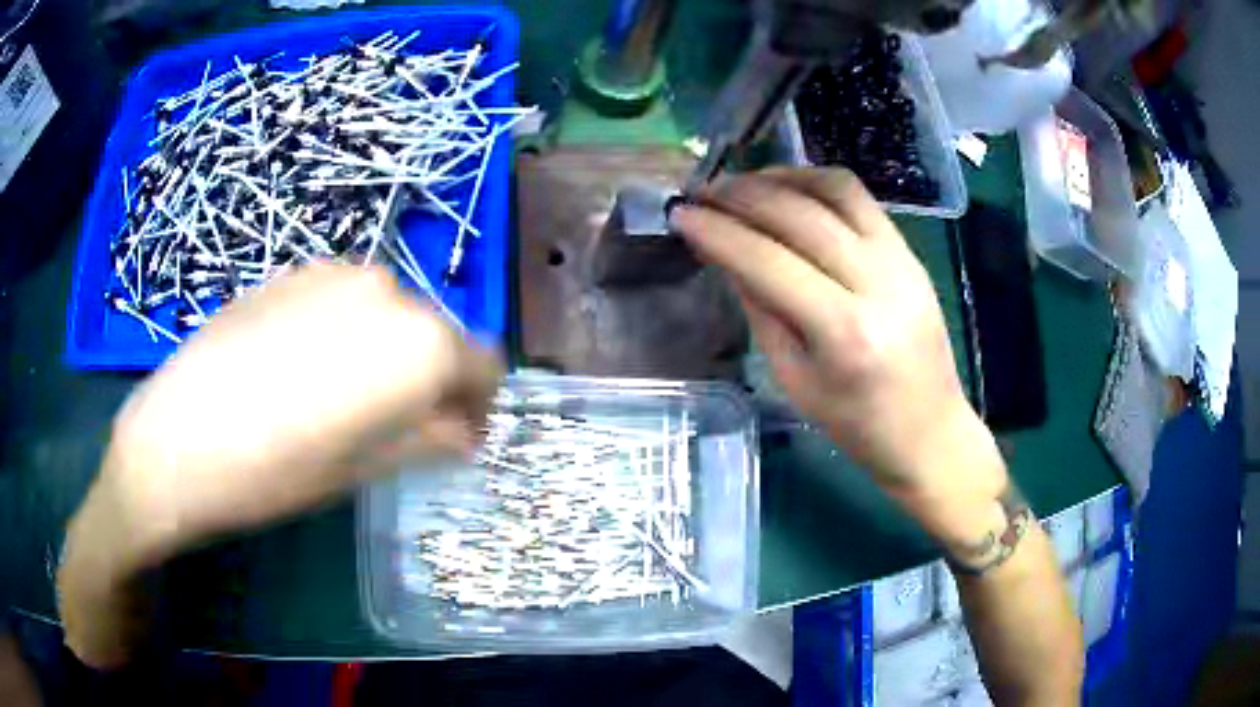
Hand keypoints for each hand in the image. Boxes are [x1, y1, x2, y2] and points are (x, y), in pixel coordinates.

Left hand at [94, 263, 501, 562]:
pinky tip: (302, 368)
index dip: (480, 403)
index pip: (484, 363)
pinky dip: (346, 330)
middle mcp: (387, 290)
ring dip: (387, 351)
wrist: (176, 439)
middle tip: (399, 424)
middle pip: (436, 332)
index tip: (459, 435)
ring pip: (390, 312)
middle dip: (431, 378)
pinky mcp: (294, 271)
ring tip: (343, 397)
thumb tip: (464, 432)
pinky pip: (344, 299)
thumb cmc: (276, 472)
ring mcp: (335, 272)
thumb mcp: (364, 469)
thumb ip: (429, 439)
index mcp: (417, 343)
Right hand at [671, 169, 1005, 506]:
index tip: (680, 214)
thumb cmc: (856, 424)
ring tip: (744, 184)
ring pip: (835, 190)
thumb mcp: (793, 379)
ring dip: (782, 177)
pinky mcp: (911, 252)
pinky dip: (817, 184)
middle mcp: (877, 283)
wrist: (930, 432)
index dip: (717, 232)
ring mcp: (901, 261)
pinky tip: (788, 190)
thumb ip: (760, 308)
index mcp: (844, 332)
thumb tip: (725, 252)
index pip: (767, 261)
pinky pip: (860, 199)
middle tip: (703, 193)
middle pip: (800, 214)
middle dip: (741, 195)